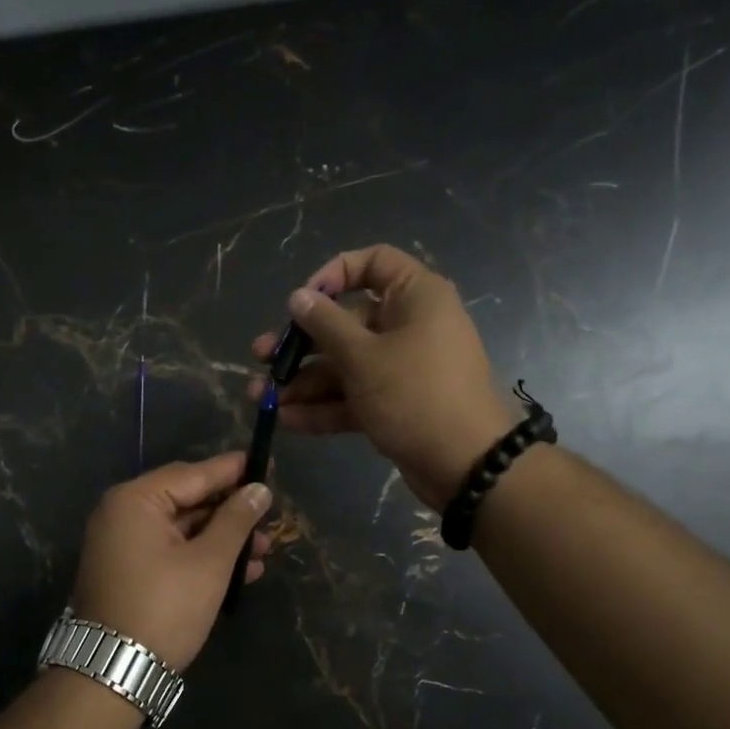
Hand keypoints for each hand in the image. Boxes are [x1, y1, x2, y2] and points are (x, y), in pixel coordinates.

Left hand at [68, 453, 274, 671]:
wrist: (114, 670)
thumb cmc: (164, 607)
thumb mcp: (209, 562)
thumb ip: (236, 520)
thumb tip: (259, 489)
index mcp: (135, 501)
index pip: (192, 474)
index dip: (231, 470)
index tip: (265, 463)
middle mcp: (122, 514)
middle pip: (187, 500)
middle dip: (230, 513)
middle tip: (269, 518)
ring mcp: (122, 545)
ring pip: (182, 530)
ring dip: (221, 540)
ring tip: (262, 551)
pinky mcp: (128, 571)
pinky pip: (170, 551)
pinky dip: (201, 558)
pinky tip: (239, 572)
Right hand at [251, 244, 515, 511]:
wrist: (466, 465)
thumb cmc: (415, 395)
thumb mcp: (363, 358)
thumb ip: (325, 325)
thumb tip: (298, 297)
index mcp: (415, 297)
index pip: (374, 263)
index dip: (333, 275)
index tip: (302, 301)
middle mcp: (409, 326)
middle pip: (347, 322)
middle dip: (302, 344)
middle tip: (262, 357)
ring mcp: (401, 368)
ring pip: (345, 364)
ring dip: (304, 381)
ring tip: (263, 398)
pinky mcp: (395, 403)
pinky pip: (355, 396)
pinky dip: (324, 406)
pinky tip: (287, 420)